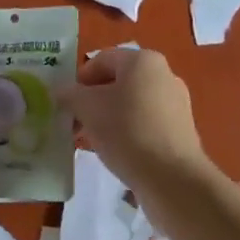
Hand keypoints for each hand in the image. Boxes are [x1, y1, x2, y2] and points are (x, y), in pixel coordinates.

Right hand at [67, 48, 206, 190]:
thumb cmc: (126, 131)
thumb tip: (60, 91)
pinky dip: (126, 132)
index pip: (101, 59)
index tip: (65, 104)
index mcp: (143, 61)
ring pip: (130, 104)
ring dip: (107, 118)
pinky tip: (114, 152)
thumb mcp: (87, 108)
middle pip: (116, 82)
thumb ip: (69, 95)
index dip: (78, 80)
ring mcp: (175, 104)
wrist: (173, 180)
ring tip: (91, 141)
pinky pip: (144, 123)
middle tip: (74, 123)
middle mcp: (163, 75)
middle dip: (91, 101)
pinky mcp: (180, 131)